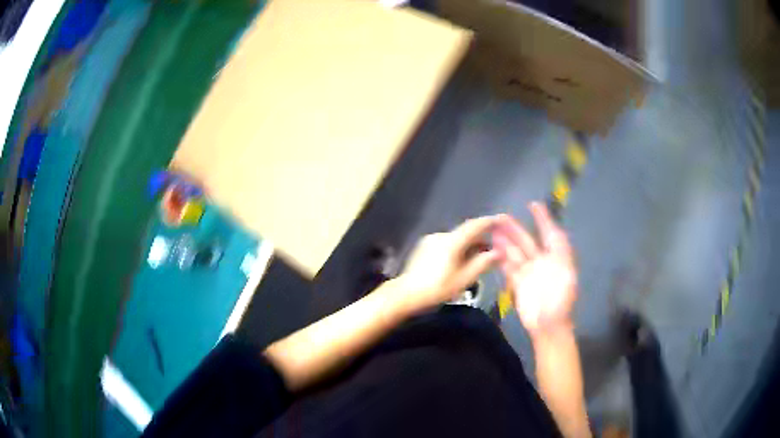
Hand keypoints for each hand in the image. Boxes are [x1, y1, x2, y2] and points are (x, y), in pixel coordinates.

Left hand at [397, 216, 501, 313]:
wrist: (406, 294)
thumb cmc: (437, 288)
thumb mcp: (463, 279)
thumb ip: (482, 263)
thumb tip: (498, 252)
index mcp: (452, 241)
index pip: (474, 226)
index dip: (489, 222)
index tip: (501, 220)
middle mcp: (441, 236)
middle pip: (465, 233)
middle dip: (480, 238)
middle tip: (494, 247)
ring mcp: (431, 240)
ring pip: (456, 239)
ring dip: (469, 245)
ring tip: (479, 258)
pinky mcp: (424, 247)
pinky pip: (447, 243)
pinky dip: (458, 248)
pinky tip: (461, 261)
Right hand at [492, 203, 576, 334]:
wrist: (549, 326)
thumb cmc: (561, 301)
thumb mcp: (568, 275)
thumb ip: (562, 252)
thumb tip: (556, 231)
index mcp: (556, 258)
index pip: (549, 233)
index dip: (542, 219)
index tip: (533, 204)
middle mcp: (542, 262)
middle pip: (527, 241)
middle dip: (515, 228)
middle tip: (501, 216)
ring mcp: (529, 272)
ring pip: (515, 252)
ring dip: (505, 240)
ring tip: (492, 229)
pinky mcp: (518, 283)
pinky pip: (508, 266)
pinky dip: (501, 256)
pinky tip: (493, 247)